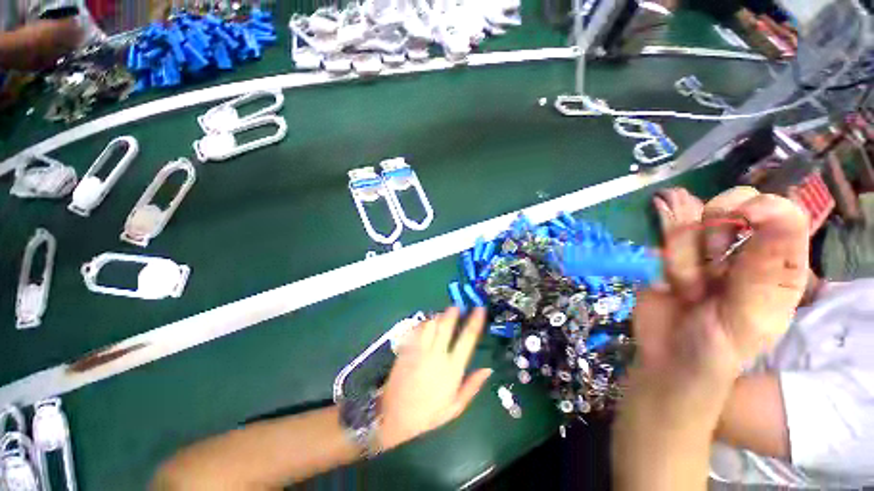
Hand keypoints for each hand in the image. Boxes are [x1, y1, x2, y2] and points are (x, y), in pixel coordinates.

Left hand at [379, 308, 491, 449]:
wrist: (394, 415)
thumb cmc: (427, 413)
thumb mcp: (455, 407)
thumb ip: (472, 386)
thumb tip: (487, 369)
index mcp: (452, 368)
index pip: (467, 338)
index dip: (475, 321)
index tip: (479, 309)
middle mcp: (437, 354)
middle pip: (447, 324)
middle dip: (453, 312)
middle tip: (457, 306)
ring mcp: (420, 349)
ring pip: (431, 323)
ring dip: (438, 317)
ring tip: (441, 316)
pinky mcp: (407, 348)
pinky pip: (417, 328)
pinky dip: (424, 323)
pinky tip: (426, 325)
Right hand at [632, 188, 809, 411]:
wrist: (667, 356)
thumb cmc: (718, 346)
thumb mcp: (748, 316)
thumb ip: (762, 267)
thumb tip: (768, 205)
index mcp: (777, 264)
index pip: (783, 215)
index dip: (765, 207)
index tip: (742, 215)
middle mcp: (741, 249)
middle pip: (728, 208)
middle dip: (709, 237)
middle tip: (706, 276)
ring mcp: (700, 249)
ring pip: (687, 223)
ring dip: (679, 257)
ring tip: (684, 290)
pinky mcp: (667, 254)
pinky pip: (660, 233)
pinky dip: (661, 236)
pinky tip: (663, 246)